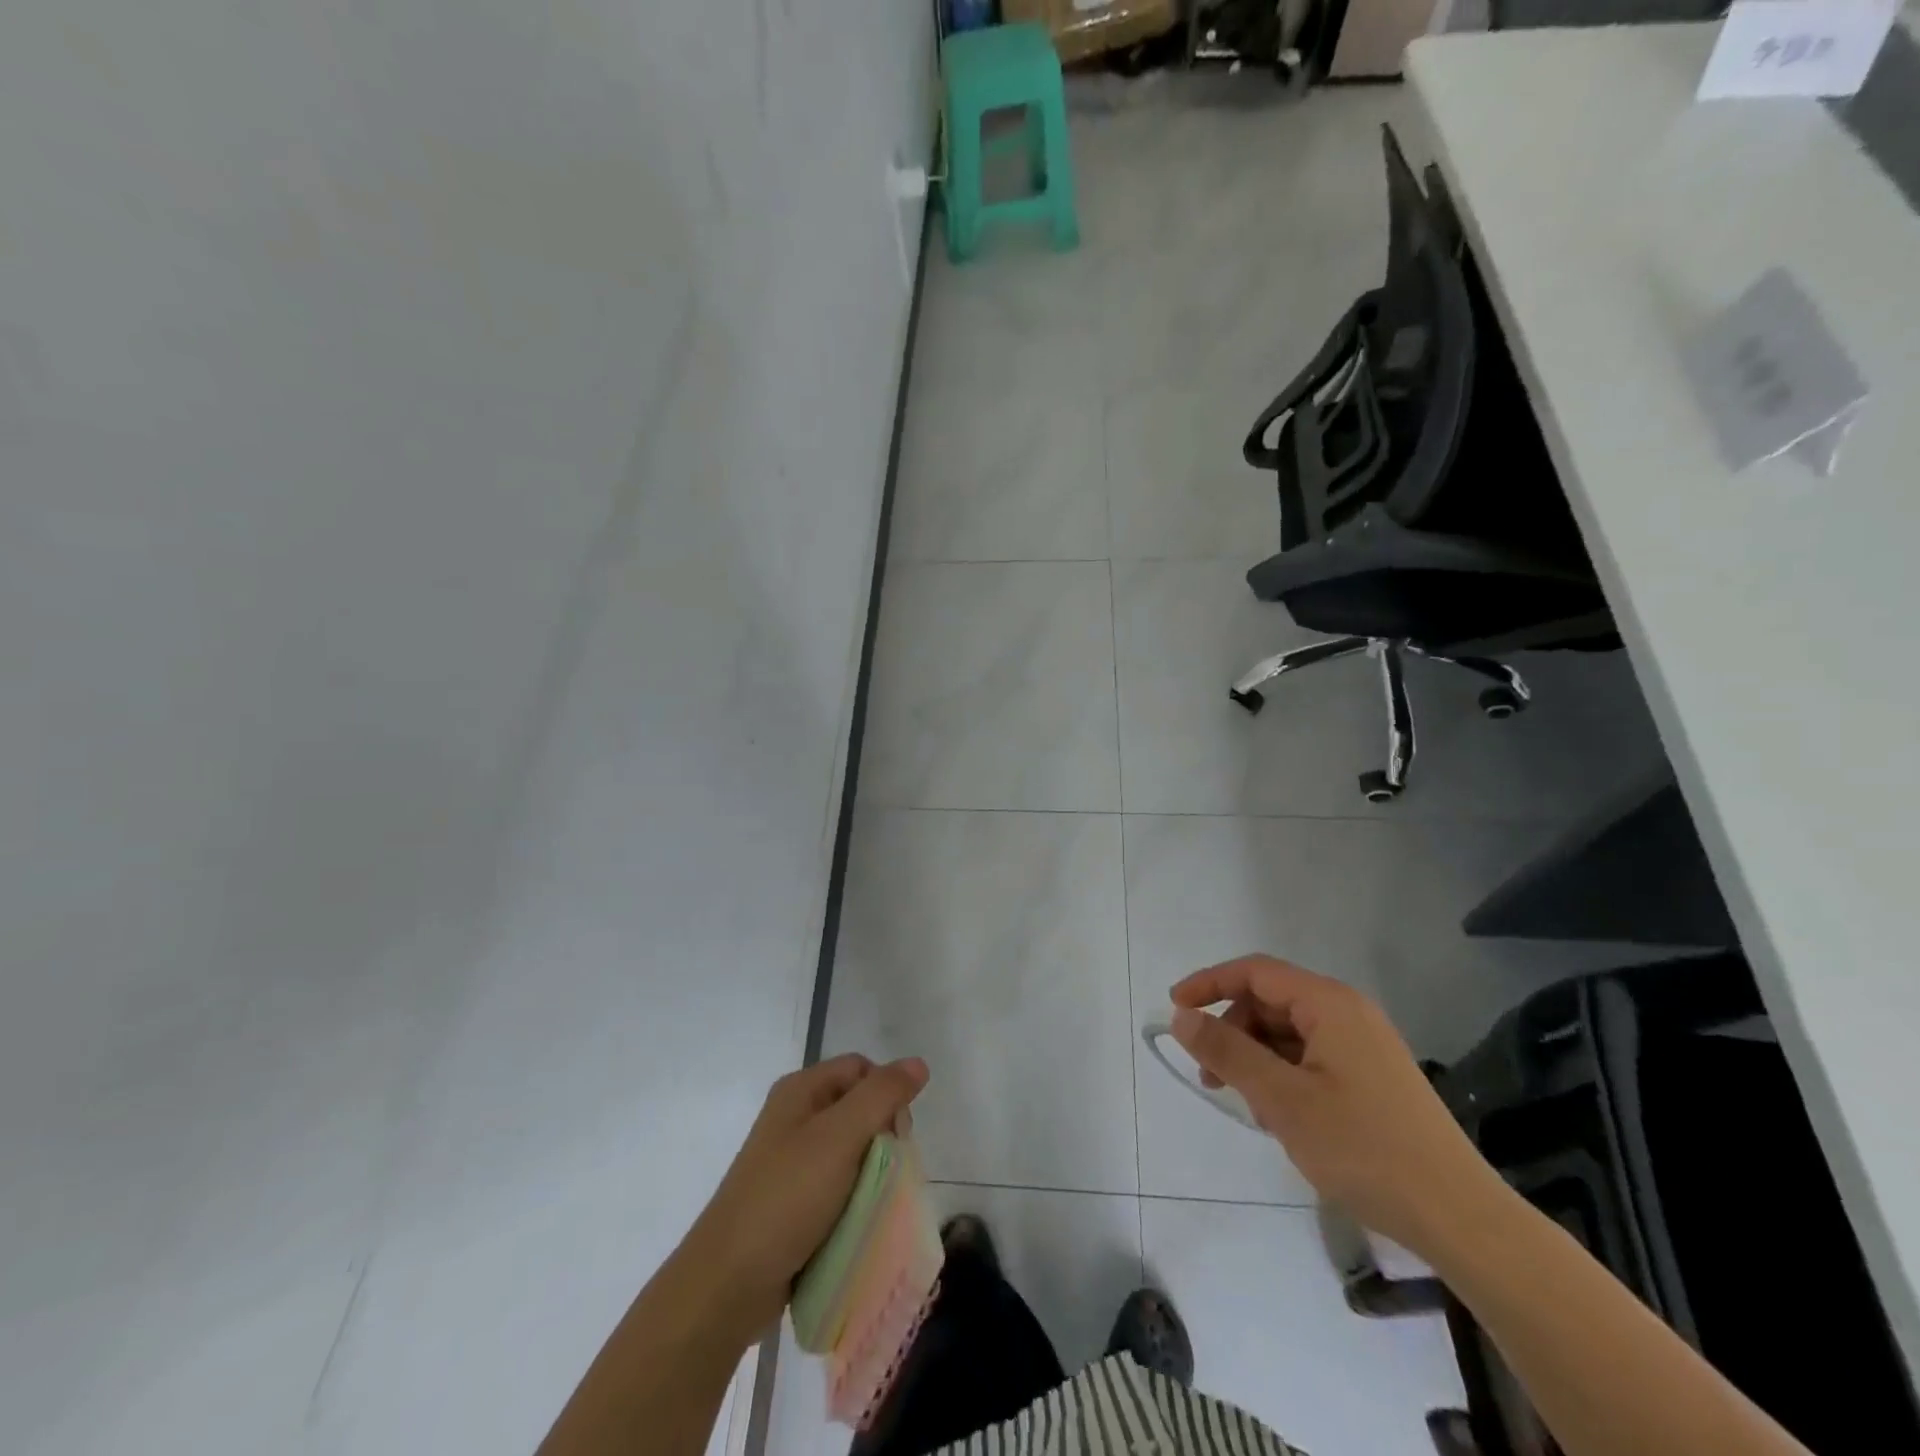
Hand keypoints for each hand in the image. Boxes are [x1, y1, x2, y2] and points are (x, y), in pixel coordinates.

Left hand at [680, 1055, 928, 1343]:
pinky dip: (854, 1198)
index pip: (861, 1069)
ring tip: (875, 1203)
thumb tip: (918, 1063)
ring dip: (871, 1172)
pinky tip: (859, 1221)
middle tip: (886, 1172)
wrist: (728, 1283)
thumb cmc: (787, 1198)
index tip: (897, 1134)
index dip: (886, 1093)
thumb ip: (881, 1095)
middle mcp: (795, 1117)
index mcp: (801, 1090)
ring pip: (851, 1151)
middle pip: (858, 1108)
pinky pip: (837, 1185)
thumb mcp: (840, 1137)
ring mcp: (791, 1161)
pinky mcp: (792, 1201)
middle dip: (882, 1136)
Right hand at [1169, 955, 1506, 1254]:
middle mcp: (1349, 1013)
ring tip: (1248, 1106)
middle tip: (1211, 1076)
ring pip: (1289, 1033)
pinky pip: (1311, 1058)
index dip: (1209, 984)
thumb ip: (1227, 1051)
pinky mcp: (1372, 1078)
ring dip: (1257, 1058)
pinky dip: (1284, 1076)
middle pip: (1271, 1002)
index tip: (1174, 1010)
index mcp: (1330, 1004)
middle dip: (1233, 1031)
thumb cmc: (1364, 1148)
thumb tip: (1181, 1016)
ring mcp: (1364, 1047)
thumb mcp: (1282, 1099)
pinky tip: (1281, 1118)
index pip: (1255, 972)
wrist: (1460, 1219)